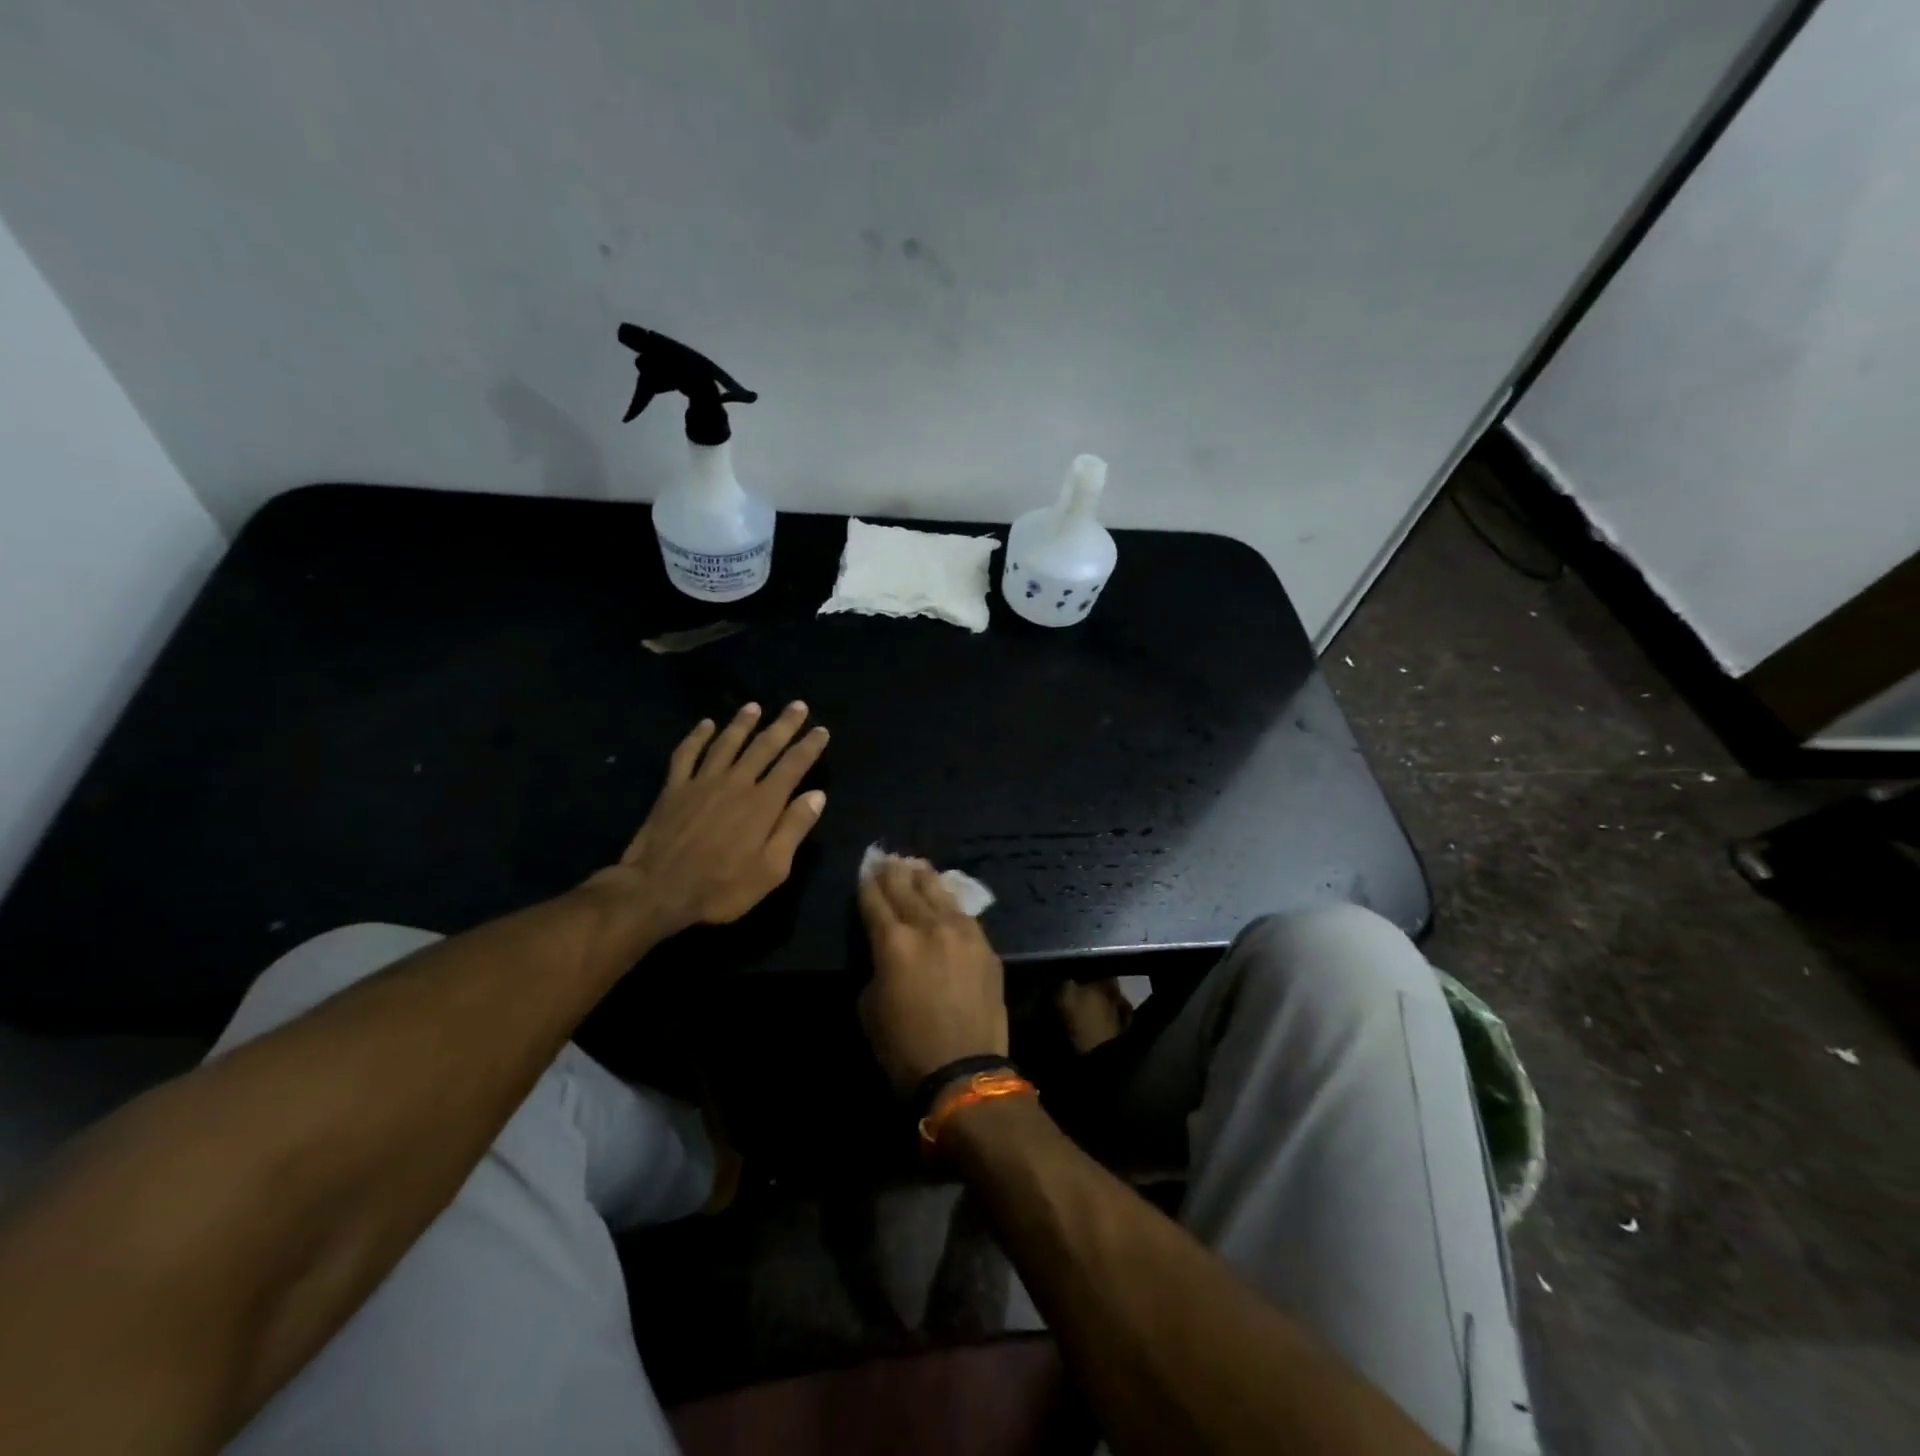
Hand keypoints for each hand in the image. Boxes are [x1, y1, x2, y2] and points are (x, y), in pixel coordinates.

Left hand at [592, 702, 829, 937]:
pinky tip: (705, 724)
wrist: (657, 890)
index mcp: (763, 803)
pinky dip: (697, 736)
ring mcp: (702, 782)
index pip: (793, 766)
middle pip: (764, 746)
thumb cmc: (720, 887)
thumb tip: (817, 795)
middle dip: (783, 725)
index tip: (821, 730)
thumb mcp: (771, 870)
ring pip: (727, 743)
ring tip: (754, 706)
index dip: (809, 746)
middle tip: (797, 706)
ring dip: (742, 723)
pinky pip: (687, 754)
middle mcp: (736, 783)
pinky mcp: (674, 788)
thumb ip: (793, 829)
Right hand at [857, 857, 1007, 1094]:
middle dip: (893, 872)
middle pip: (906, 888)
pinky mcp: (985, 945)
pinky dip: (949, 898)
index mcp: (893, 942)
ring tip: (915, 864)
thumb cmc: (904, 1048)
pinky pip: (963, 912)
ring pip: (938, 892)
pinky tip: (945, 892)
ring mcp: (961, 932)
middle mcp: (928, 926)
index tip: (864, 869)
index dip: (866, 884)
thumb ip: (876, 966)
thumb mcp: (869, 1007)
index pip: (874, 901)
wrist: (964, 1071)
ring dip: (923, 877)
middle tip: (886, 858)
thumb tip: (884, 951)